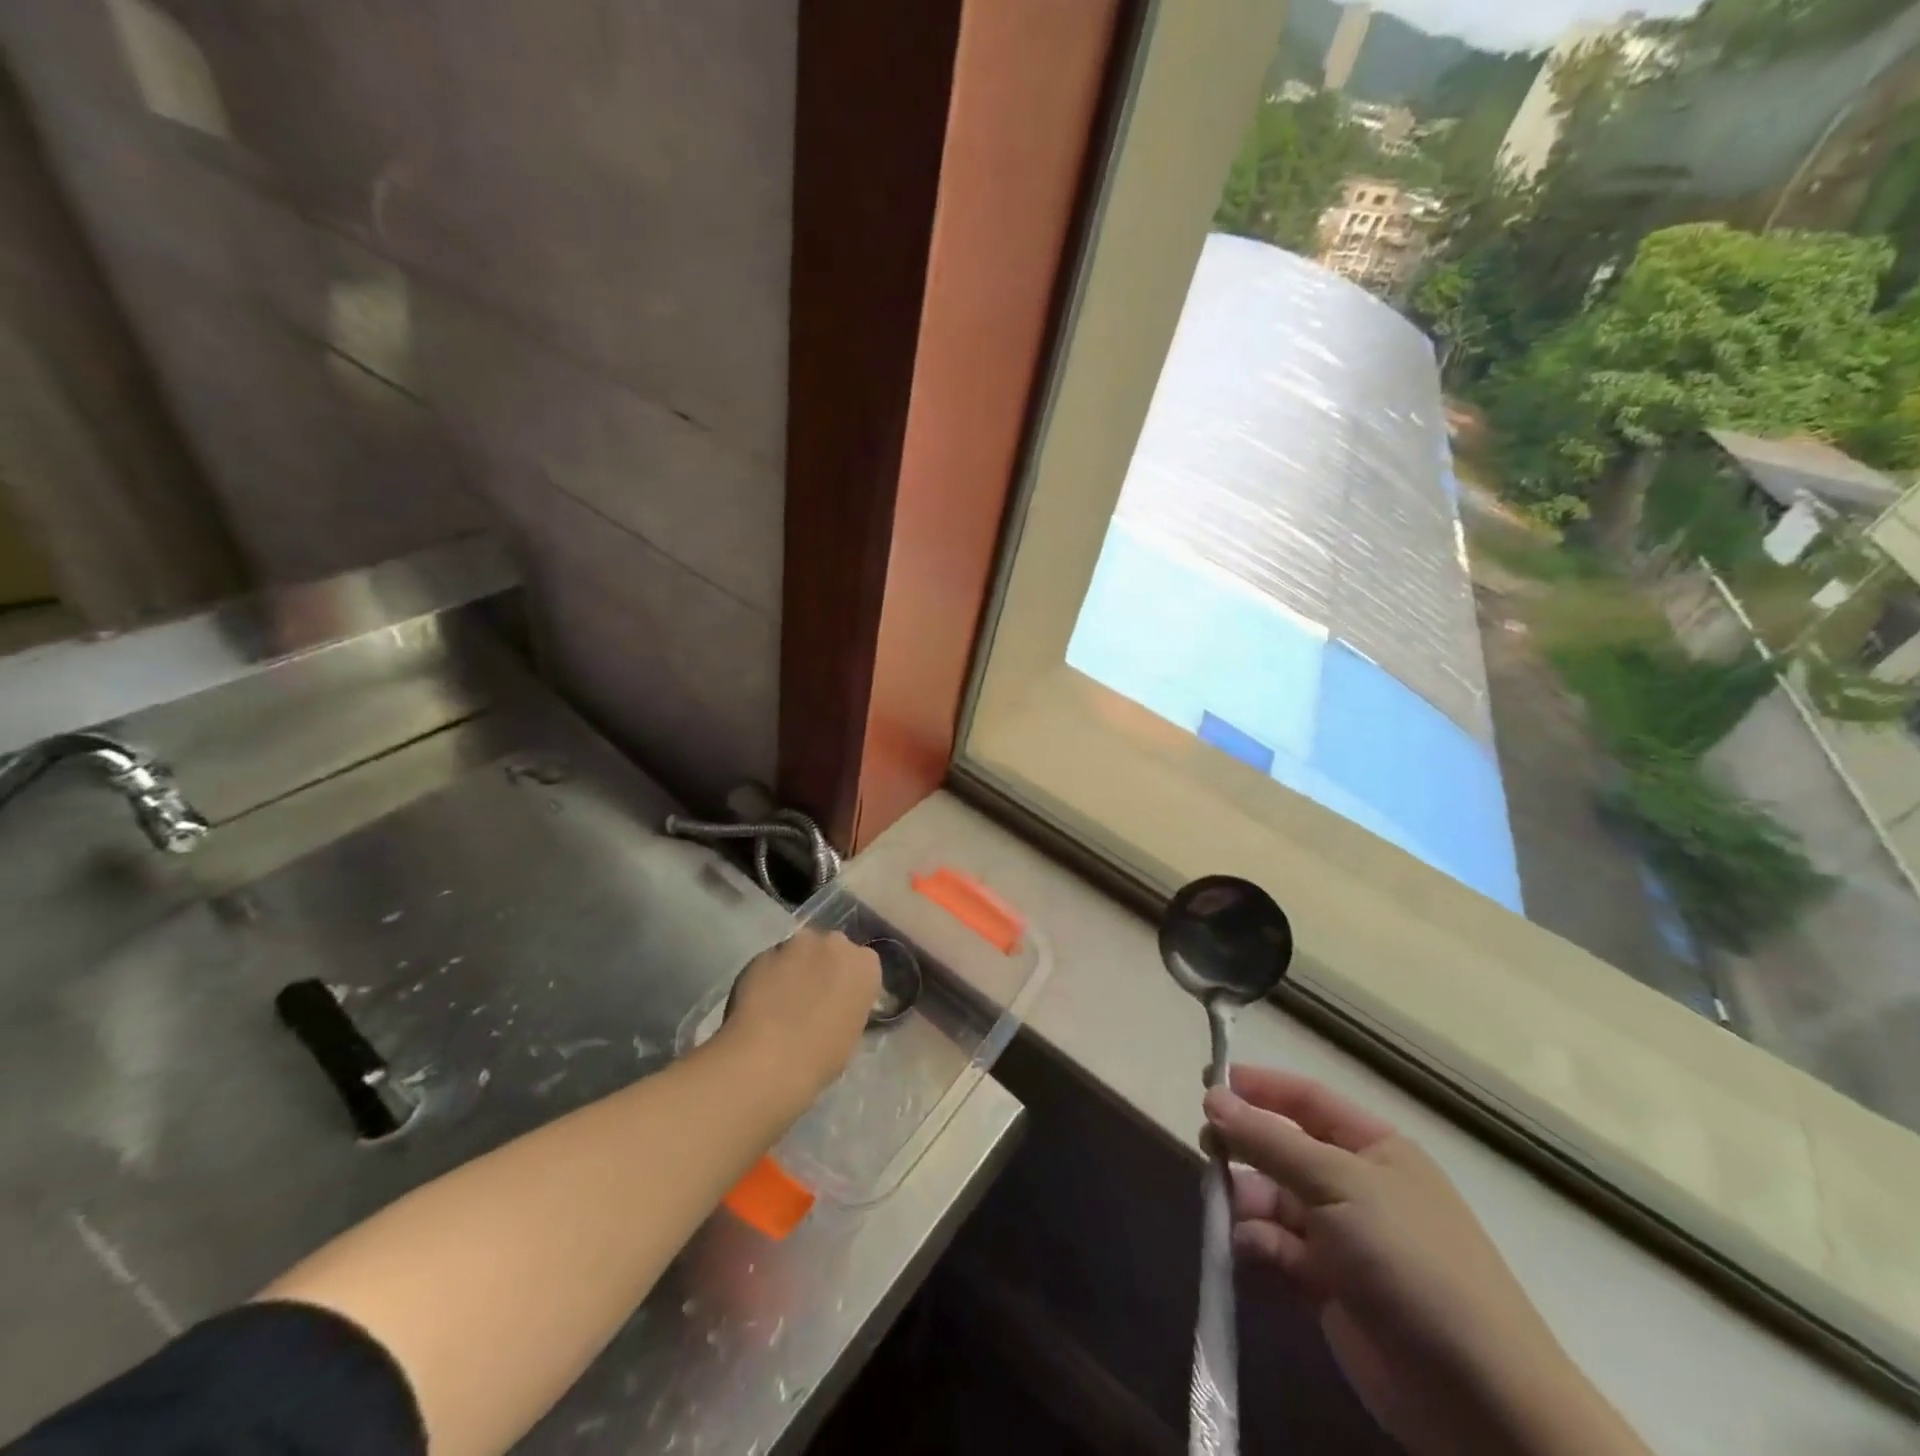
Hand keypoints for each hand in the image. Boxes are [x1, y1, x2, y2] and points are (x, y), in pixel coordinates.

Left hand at [718, 931, 879, 1105]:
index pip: (863, 965)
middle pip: (831, 949)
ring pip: (798, 951)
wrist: (767, 1058)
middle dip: (823, 966)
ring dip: (794, 968)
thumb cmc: (820, 1056)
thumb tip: (835, 1007)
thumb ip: (848, 1007)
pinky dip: (768, 976)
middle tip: (812, 998)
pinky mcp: (763, 951)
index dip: (849, 983)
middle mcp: (835, 943)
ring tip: (781, 1000)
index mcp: (866, 965)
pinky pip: (771, 962)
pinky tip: (759, 1003)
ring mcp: (796, 944)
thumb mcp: (852, 1034)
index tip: (840, 1001)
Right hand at [1205, 1069, 1648, 1455]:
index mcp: (1374, 1149)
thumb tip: (1213, 1096)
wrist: (1478, 1398)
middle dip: (1246, 1147)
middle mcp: (1356, 1186)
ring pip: (1274, 1201)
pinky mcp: (1328, 1288)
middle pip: (1284, 1150)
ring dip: (1246, 1201)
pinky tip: (1248, 1251)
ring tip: (1227, 1210)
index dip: (1260, 1087)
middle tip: (1207, 1148)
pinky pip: (1278, 1250)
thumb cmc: (1410, 1261)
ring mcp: (1342, 1238)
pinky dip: (1257, 1246)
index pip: (1307, 1100)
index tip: (1209, 1082)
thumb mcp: (1338, 1185)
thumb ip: (1269, 1140)